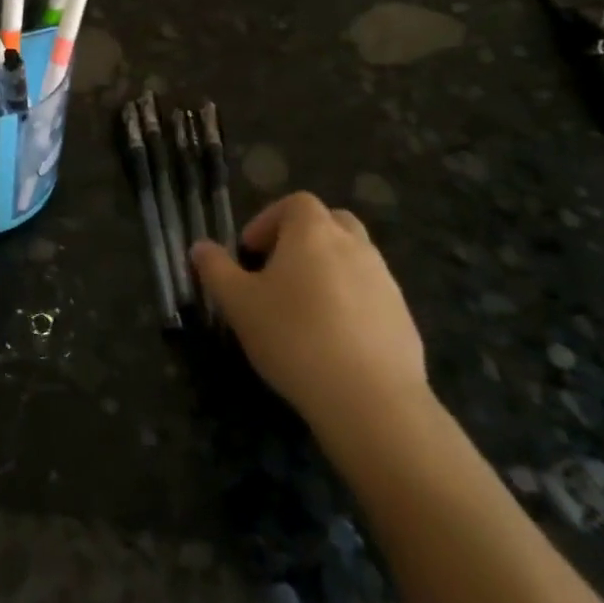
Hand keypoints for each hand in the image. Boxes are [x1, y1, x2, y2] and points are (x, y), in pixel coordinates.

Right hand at [191, 194, 428, 438]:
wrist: (370, 399)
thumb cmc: (294, 337)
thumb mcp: (238, 303)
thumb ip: (215, 269)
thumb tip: (200, 247)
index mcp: (314, 232)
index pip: (294, 203)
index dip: (269, 221)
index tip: (250, 253)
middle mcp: (354, 245)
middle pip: (330, 223)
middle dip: (303, 240)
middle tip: (278, 272)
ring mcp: (384, 280)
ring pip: (353, 259)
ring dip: (327, 271)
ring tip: (303, 311)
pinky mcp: (403, 316)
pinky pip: (370, 295)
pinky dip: (350, 304)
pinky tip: (332, 341)